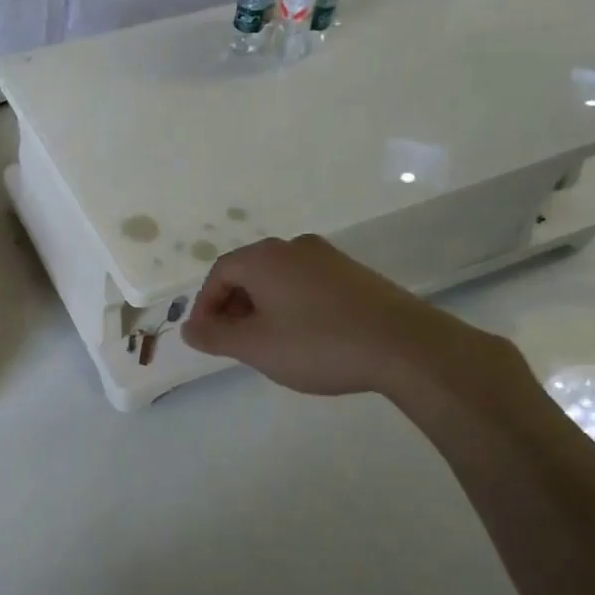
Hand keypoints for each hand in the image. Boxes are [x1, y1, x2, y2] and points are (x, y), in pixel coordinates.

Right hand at [180, 235, 515, 399]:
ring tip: (267, 343)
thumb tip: (189, 328)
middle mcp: (294, 247)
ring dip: (263, 308)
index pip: (219, 273)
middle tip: (233, 343)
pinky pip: (307, 285)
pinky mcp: (354, 274)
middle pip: (249, 273)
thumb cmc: (318, 344)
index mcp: (265, 258)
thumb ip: (215, 336)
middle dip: (233, 307)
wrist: (405, 346)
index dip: (205, 306)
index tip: (206, 338)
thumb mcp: (256, 347)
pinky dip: (292, 306)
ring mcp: (329, 258)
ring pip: (279, 279)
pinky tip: (304, 337)